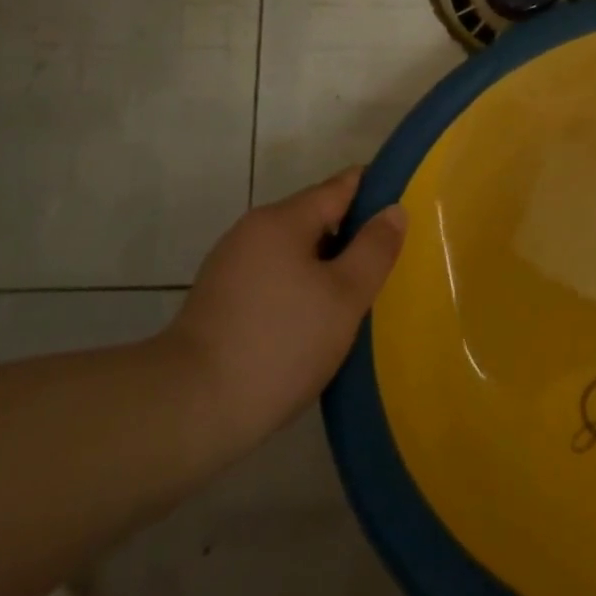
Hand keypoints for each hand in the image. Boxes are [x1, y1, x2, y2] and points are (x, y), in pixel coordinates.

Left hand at [162, 169, 406, 454]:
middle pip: (317, 217)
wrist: (187, 410)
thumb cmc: (279, 344)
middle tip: (391, 264)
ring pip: (295, 252)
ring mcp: (231, 266)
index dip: (377, 191)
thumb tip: (394, 210)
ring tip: (360, 297)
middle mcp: (253, 231)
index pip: (341, 185)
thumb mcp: (343, 297)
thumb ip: (374, 249)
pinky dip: (300, 289)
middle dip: (353, 236)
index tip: (408, 209)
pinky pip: (274, 279)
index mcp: (283, 219)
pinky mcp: (219, 301)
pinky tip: (316, 323)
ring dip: (327, 267)